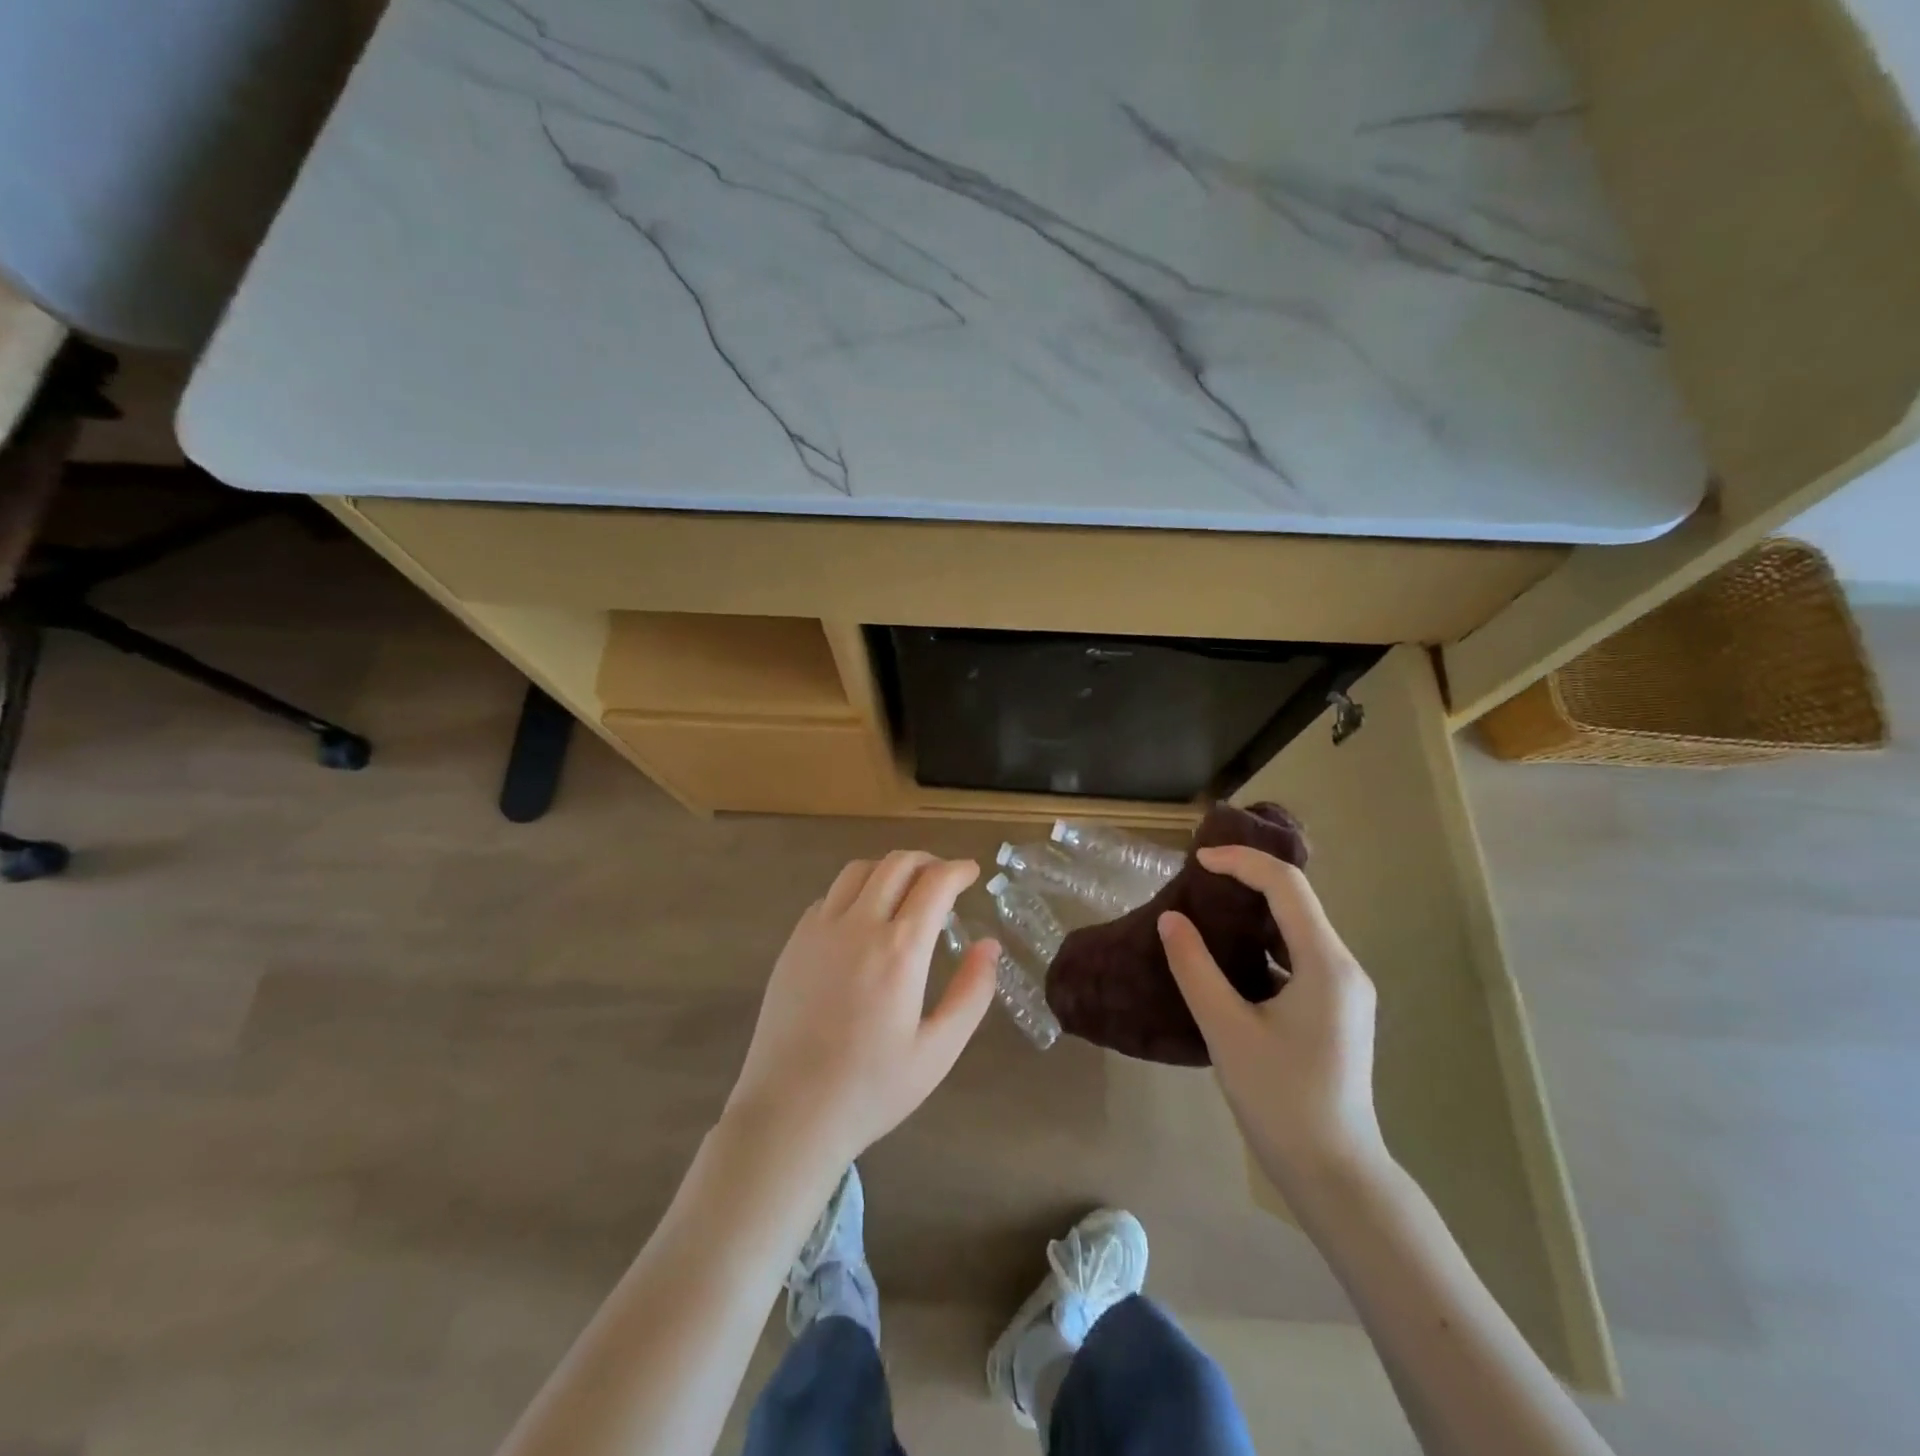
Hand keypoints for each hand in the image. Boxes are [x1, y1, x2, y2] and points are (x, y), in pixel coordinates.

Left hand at [723, 852, 998, 1173]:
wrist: (788, 1114)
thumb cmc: (871, 1089)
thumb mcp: (938, 1051)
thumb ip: (972, 993)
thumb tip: (989, 946)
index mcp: (900, 950)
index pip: (935, 883)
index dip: (958, 870)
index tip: (971, 872)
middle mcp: (858, 926)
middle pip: (896, 864)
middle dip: (927, 862)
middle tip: (944, 878)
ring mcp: (819, 931)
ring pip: (858, 871)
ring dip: (889, 870)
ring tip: (905, 891)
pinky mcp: (793, 943)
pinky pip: (829, 896)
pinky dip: (855, 892)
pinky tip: (863, 919)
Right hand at [1157, 844, 1384, 1192]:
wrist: (1334, 1173)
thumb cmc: (1280, 1099)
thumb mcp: (1226, 1029)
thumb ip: (1195, 968)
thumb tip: (1171, 920)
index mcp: (1326, 964)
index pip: (1286, 886)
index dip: (1241, 862)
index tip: (1197, 861)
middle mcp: (1344, 967)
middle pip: (1296, 901)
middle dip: (1246, 880)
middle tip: (1196, 879)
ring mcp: (1343, 990)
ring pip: (1296, 929)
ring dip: (1253, 912)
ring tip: (1205, 910)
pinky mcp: (1335, 1009)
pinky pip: (1297, 957)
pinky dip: (1262, 944)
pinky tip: (1227, 957)